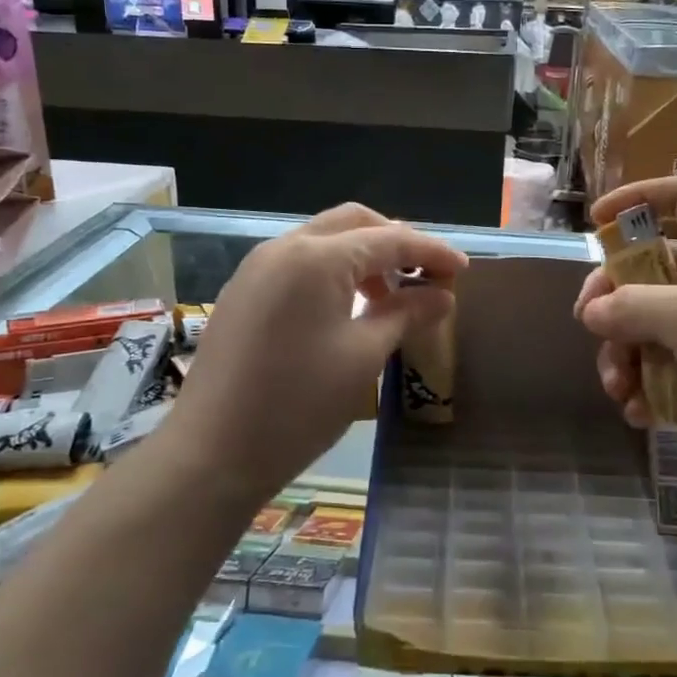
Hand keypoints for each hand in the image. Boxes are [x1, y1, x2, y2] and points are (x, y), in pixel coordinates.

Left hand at [149, 204, 466, 506]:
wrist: (212, 453)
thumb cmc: (298, 404)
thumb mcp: (363, 356)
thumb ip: (406, 314)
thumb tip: (443, 295)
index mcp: (317, 258)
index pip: (389, 239)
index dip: (431, 252)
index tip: (463, 269)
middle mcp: (284, 248)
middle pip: (353, 223)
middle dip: (395, 242)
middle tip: (426, 276)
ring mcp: (257, 268)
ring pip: (323, 241)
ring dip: (363, 256)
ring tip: (391, 295)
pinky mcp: (243, 293)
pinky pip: (298, 264)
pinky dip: (332, 272)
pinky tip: (348, 307)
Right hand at [575, 177, 676, 512]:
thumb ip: (633, 306)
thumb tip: (591, 312)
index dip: (639, 198)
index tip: (596, 220)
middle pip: (649, 271)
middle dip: (614, 300)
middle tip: (587, 323)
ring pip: (649, 328)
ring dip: (624, 356)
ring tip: (619, 389)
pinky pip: (664, 371)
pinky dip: (646, 390)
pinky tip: (640, 413)